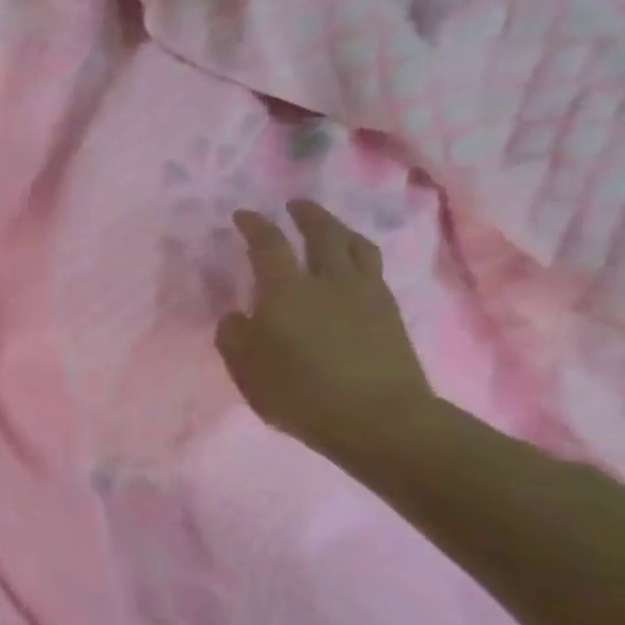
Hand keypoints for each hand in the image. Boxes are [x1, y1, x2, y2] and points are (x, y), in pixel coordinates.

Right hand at [216, 200, 433, 457]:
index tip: (244, 214)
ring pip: (356, 247)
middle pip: (322, 233)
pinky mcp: (390, 314)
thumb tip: (236, 316)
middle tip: (296, 205)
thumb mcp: (247, 369)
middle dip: (307, 215)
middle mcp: (328, 280)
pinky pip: (373, 270)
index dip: (255, 225)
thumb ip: (234, 337)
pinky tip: (352, 268)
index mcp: (286, 290)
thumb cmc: (301, 393)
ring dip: (339, 229)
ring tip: (330, 228)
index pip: (268, 244)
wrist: (379, 420)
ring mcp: (365, 295)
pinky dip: (359, 257)